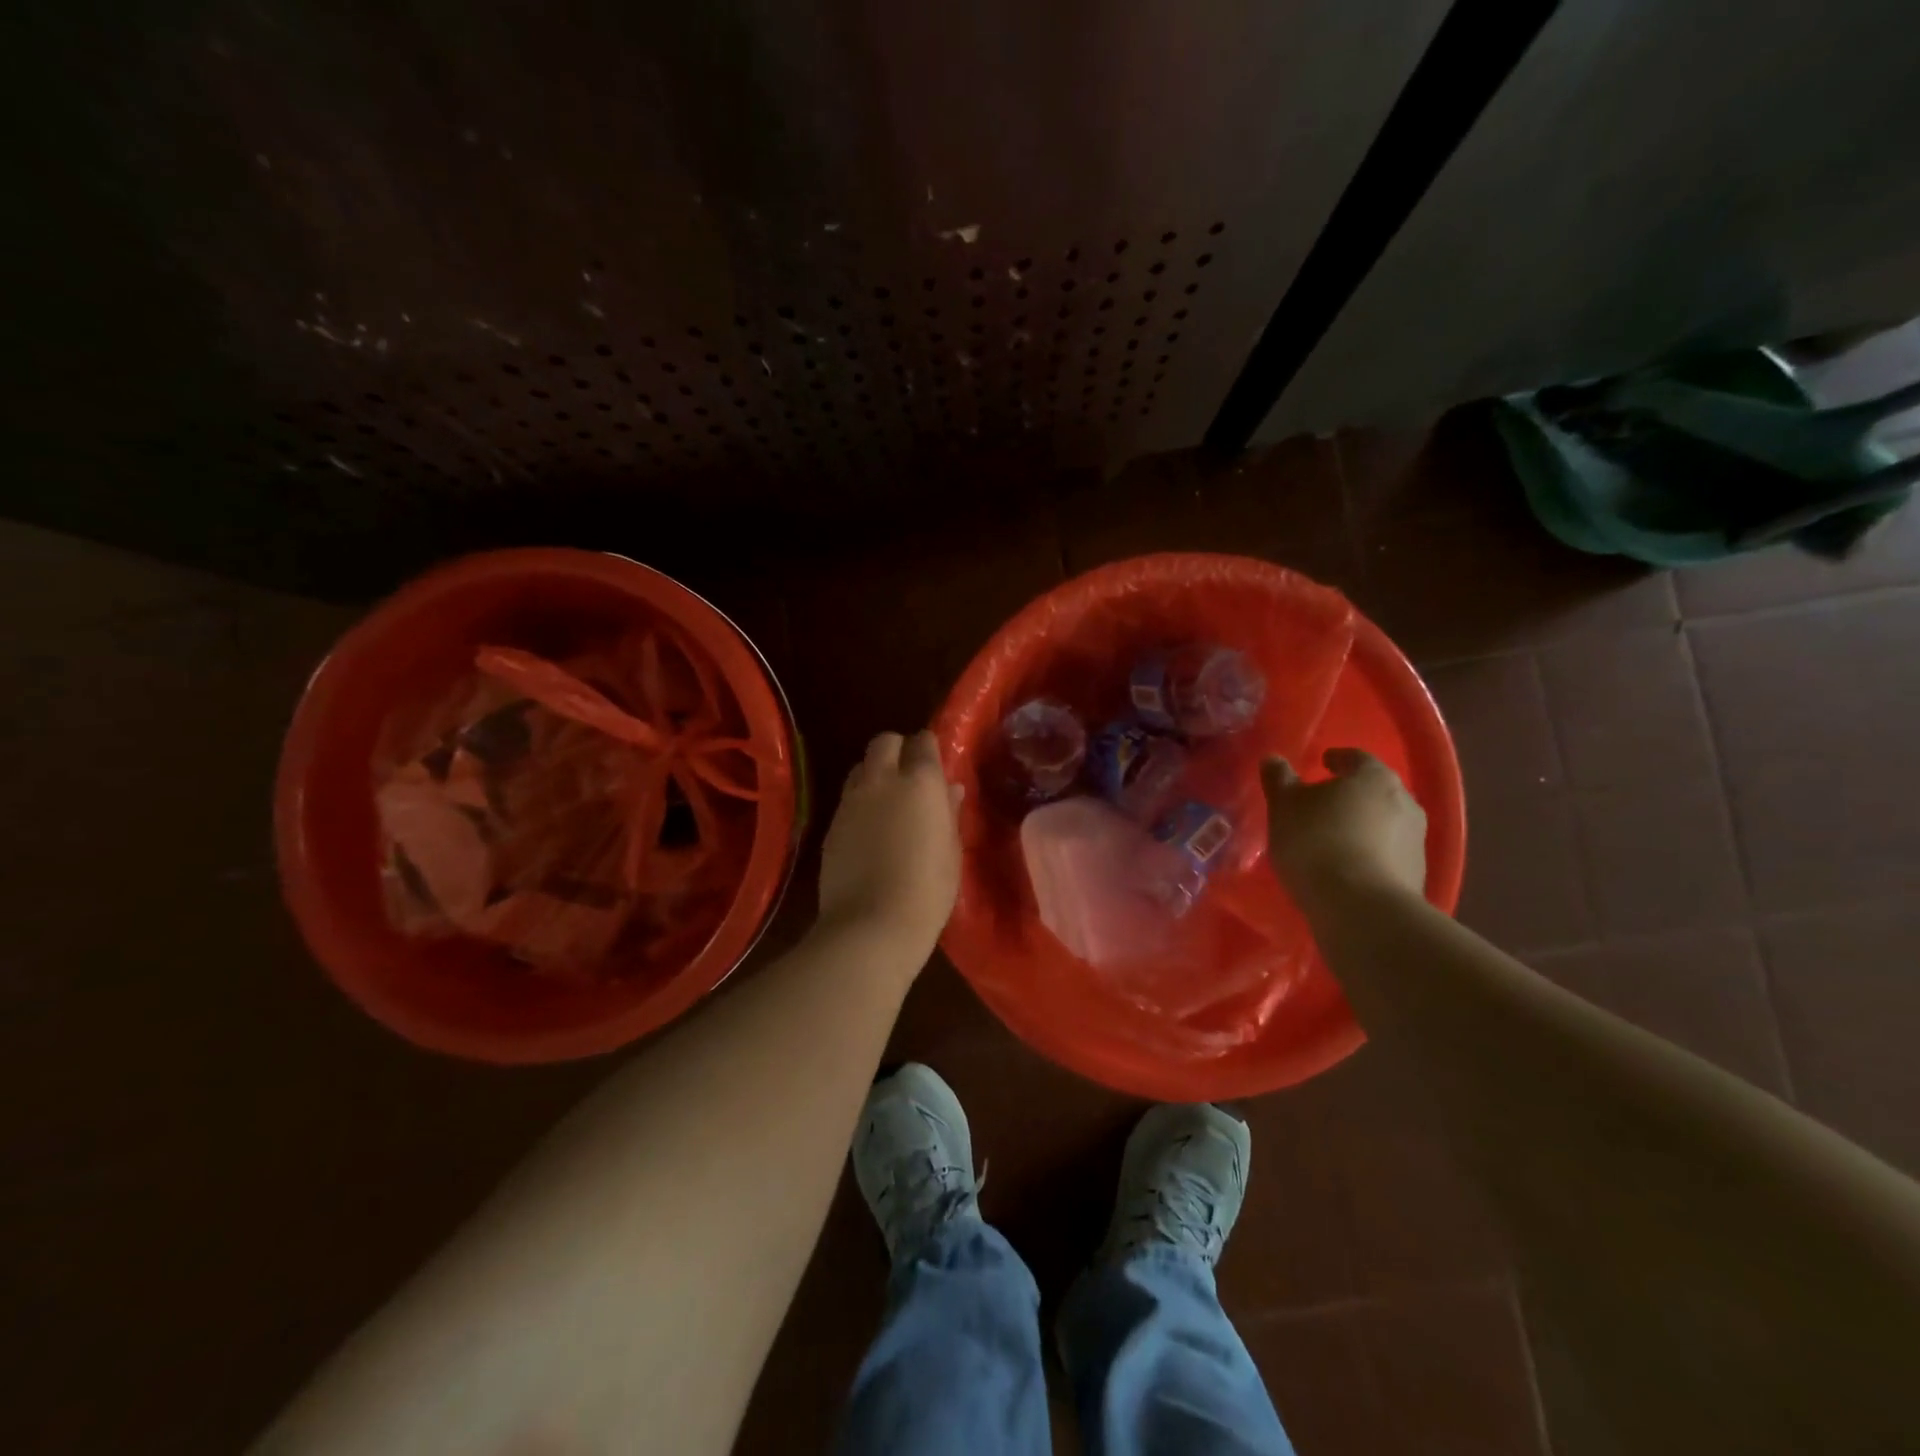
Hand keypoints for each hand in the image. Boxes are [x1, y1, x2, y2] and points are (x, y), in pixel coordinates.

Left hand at [817, 730, 963, 954]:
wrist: (870, 925)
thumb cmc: (927, 890)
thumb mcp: (951, 851)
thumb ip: (949, 813)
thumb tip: (950, 789)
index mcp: (921, 782)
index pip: (923, 741)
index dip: (929, 748)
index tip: (935, 763)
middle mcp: (882, 780)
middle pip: (884, 742)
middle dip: (897, 749)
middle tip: (910, 775)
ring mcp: (852, 800)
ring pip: (860, 766)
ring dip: (875, 773)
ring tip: (887, 800)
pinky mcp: (831, 823)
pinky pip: (847, 797)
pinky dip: (859, 802)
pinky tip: (869, 829)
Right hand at [1261, 748, 1426, 904]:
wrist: (1361, 908)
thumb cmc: (1317, 843)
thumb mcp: (1284, 807)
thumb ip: (1279, 779)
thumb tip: (1273, 758)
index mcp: (1374, 777)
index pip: (1356, 758)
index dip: (1337, 759)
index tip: (1322, 763)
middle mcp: (1404, 801)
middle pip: (1374, 790)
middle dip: (1351, 794)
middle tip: (1324, 801)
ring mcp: (1416, 840)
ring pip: (1384, 822)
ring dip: (1362, 825)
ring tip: (1333, 838)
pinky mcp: (1417, 874)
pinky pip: (1388, 853)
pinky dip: (1369, 852)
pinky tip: (1348, 866)